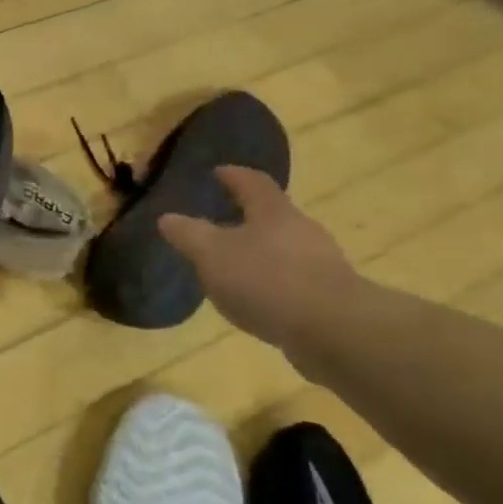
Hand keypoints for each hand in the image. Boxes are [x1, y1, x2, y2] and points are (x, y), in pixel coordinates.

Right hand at [158, 166, 365, 361]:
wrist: (334, 330)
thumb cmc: (266, 280)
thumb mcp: (212, 255)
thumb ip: (189, 234)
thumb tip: (167, 218)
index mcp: (272, 211)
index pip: (252, 181)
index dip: (233, 175)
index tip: (217, 172)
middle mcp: (301, 228)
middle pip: (271, 214)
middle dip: (246, 216)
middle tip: (219, 223)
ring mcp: (321, 262)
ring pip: (284, 247)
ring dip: (259, 252)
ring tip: (233, 267)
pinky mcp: (330, 295)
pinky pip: (294, 279)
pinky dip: (273, 282)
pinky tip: (258, 299)